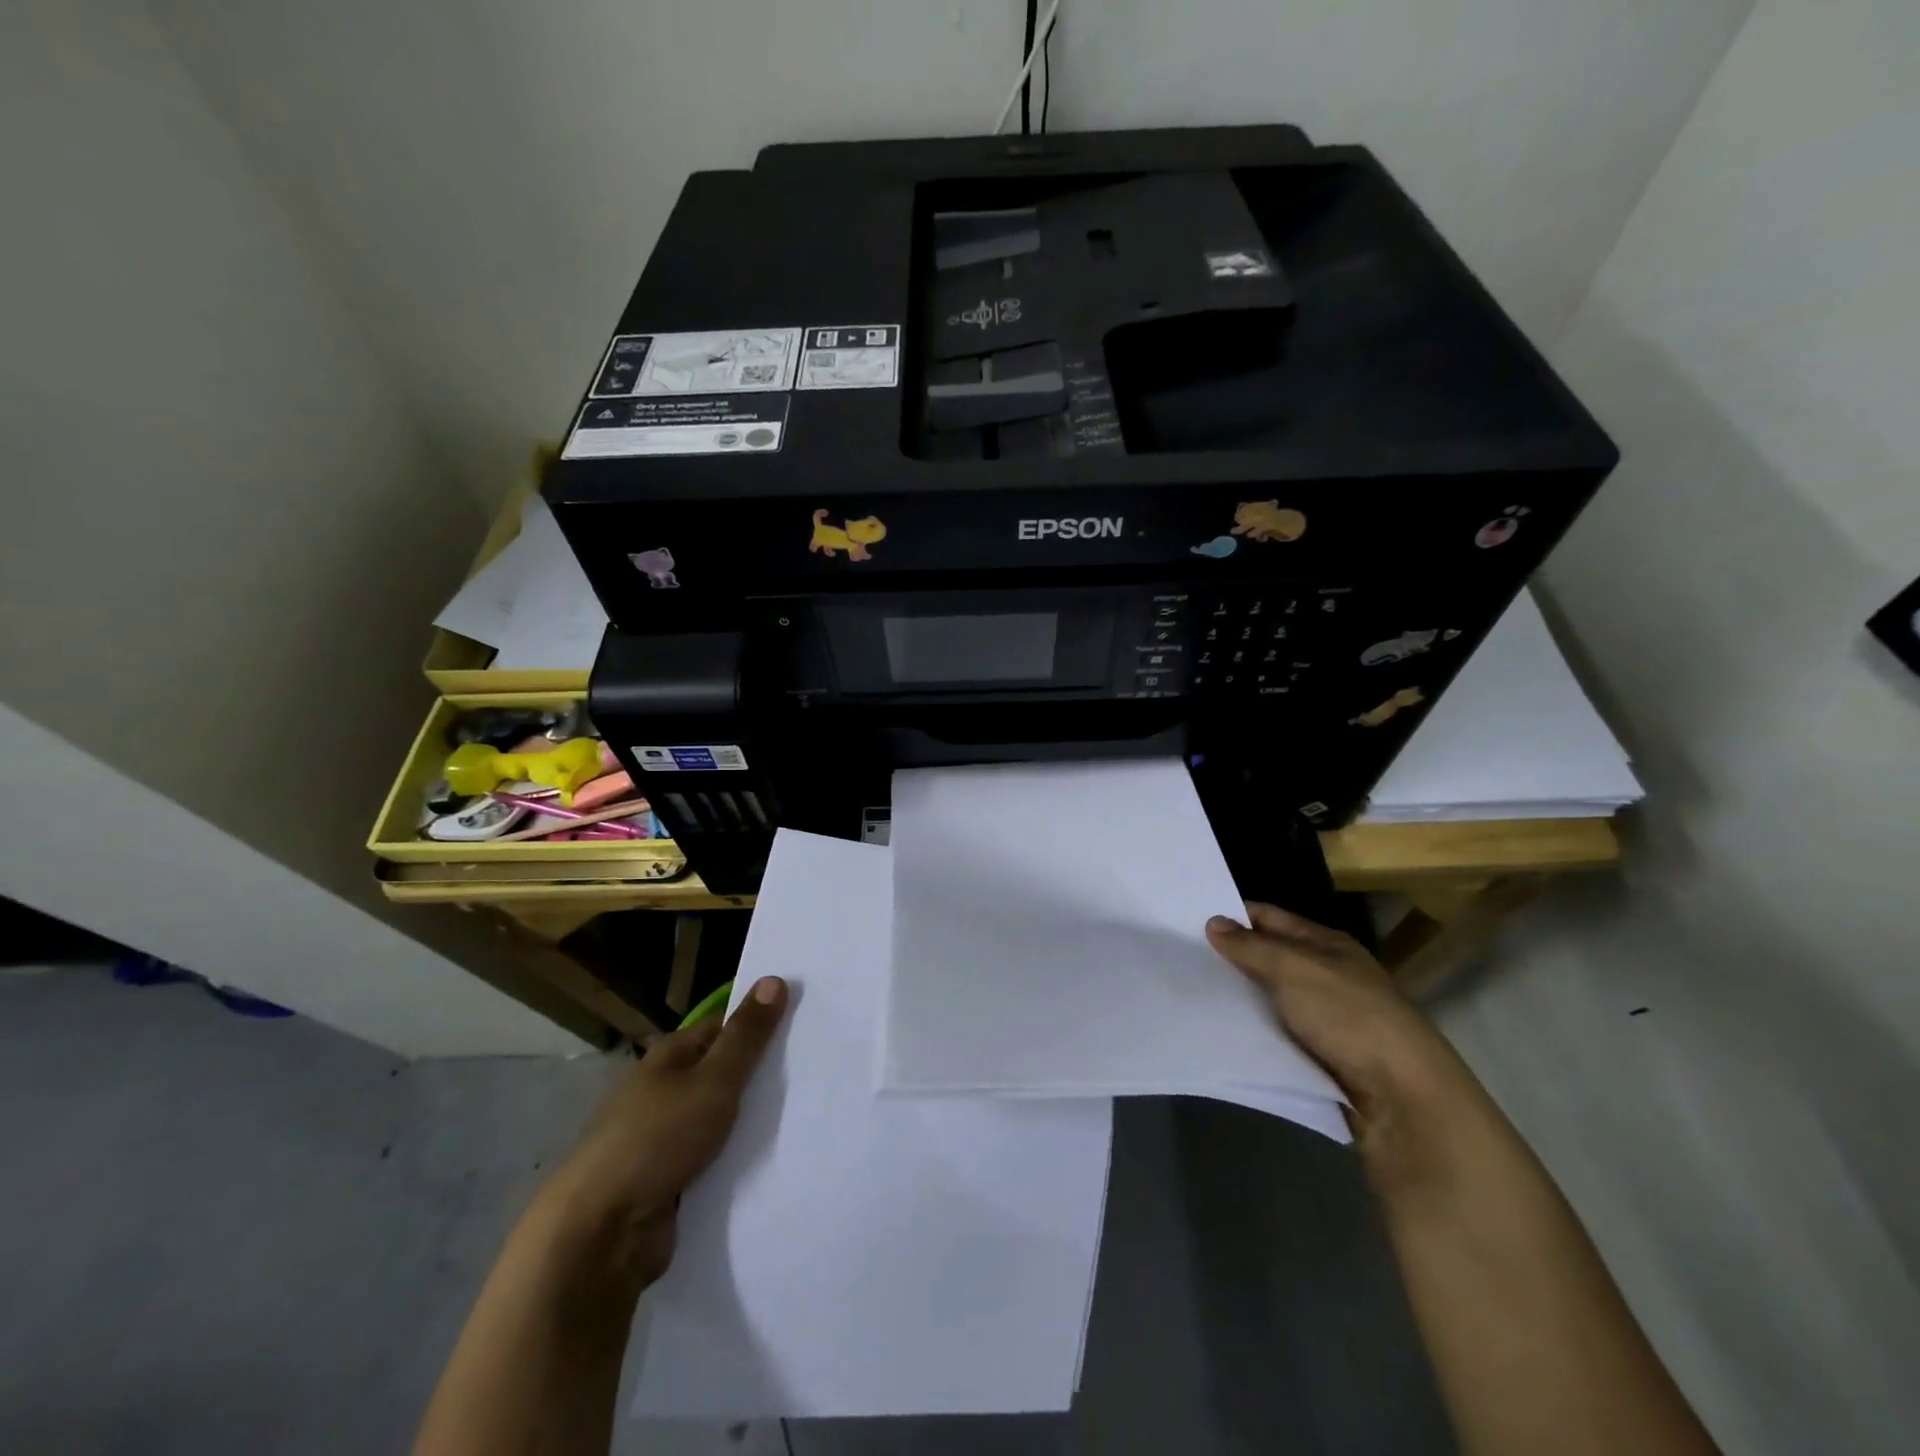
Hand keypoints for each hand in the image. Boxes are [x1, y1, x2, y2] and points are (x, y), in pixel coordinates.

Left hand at [540, 976, 787, 1290]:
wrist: (602, 1234)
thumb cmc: (657, 1139)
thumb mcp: (713, 1080)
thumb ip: (746, 1036)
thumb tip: (774, 979)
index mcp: (671, 1057)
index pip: (724, 1027)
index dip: (760, 1023)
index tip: (805, 1026)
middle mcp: (666, 1091)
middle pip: (724, 1073)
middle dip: (763, 1075)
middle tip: (817, 1070)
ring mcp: (666, 1138)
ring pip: (723, 1119)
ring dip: (754, 1121)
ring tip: (810, 1112)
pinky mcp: (672, 1181)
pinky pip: (717, 1160)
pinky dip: (740, 1159)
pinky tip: (777, 1158)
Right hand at [1206, 905, 1480, 1160]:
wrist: (1403, 1099)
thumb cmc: (1350, 1018)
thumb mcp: (1295, 970)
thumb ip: (1252, 947)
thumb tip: (1212, 922)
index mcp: (1328, 944)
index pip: (1270, 917)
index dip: (1233, 915)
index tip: (1187, 919)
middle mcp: (1327, 974)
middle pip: (1268, 956)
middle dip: (1230, 956)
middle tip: (1179, 954)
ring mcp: (1325, 1016)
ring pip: (1269, 997)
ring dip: (1238, 996)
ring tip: (1188, 989)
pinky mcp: (1319, 1054)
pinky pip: (1275, 1031)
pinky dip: (1252, 1029)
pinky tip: (1219, 1028)